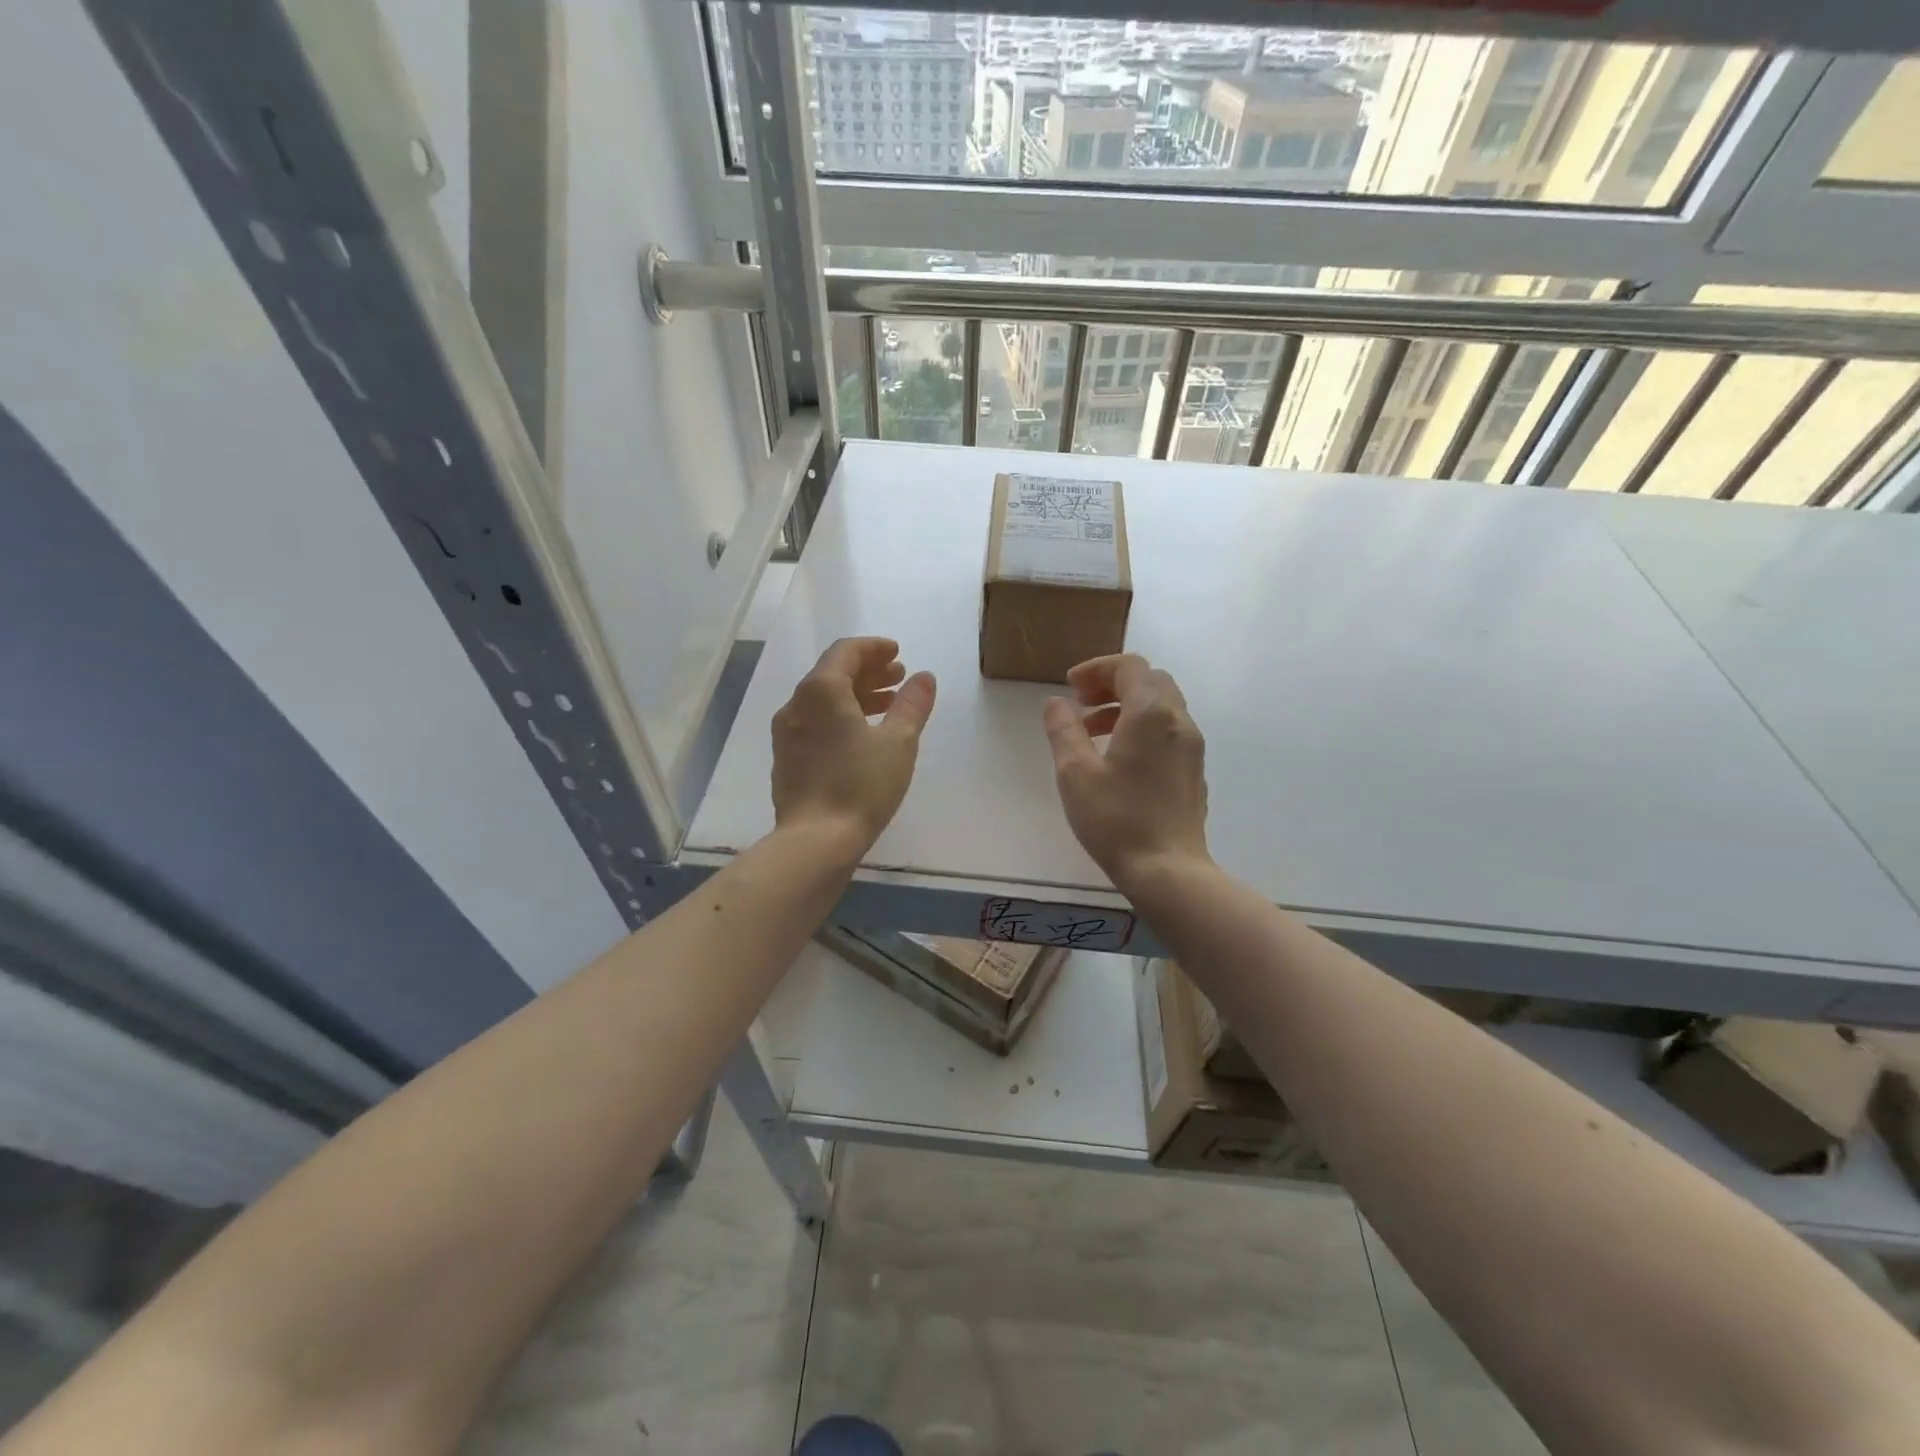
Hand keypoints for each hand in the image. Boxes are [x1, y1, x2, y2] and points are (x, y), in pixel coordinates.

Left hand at [771, 637, 936, 854]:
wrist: (815, 840)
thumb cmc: (861, 786)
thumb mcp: (898, 743)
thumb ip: (912, 705)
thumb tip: (924, 677)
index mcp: (821, 691)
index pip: (846, 652)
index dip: (874, 648)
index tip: (898, 653)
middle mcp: (796, 704)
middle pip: (832, 674)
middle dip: (868, 672)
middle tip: (899, 678)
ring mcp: (786, 733)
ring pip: (822, 701)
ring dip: (856, 696)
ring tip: (888, 707)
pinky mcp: (786, 758)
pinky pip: (814, 723)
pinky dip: (840, 717)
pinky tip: (861, 737)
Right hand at [1042, 654, 1209, 887]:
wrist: (1168, 869)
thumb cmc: (1116, 819)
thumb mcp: (1075, 772)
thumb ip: (1064, 730)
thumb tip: (1057, 703)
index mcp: (1150, 713)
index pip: (1129, 666)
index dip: (1097, 669)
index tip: (1071, 689)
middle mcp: (1178, 721)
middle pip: (1150, 680)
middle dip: (1113, 684)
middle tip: (1082, 705)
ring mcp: (1192, 746)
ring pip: (1162, 705)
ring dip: (1127, 706)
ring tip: (1093, 734)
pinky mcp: (1194, 770)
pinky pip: (1169, 730)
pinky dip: (1143, 727)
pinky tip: (1120, 759)